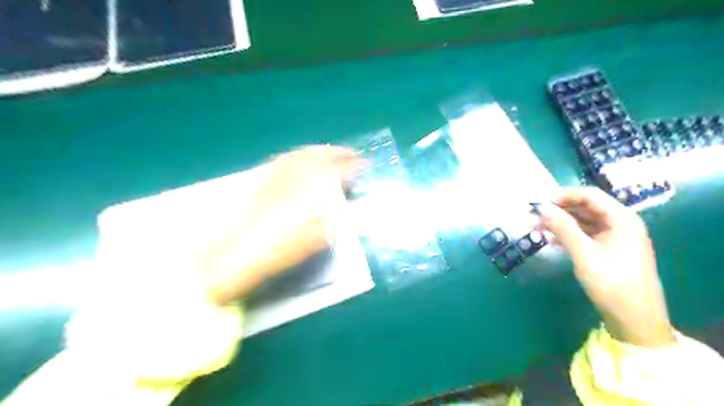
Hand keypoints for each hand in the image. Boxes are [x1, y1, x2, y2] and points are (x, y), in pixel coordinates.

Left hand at [197, 144, 362, 306]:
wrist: (246, 250)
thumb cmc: (289, 244)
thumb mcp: (323, 233)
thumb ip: (338, 211)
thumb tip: (347, 197)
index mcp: (317, 185)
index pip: (342, 168)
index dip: (356, 165)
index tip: (365, 163)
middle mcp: (300, 172)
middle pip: (323, 153)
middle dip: (339, 152)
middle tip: (351, 154)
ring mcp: (281, 173)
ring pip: (305, 153)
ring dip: (321, 150)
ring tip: (331, 153)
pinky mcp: (267, 178)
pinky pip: (288, 158)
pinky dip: (301, 155)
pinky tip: (303, 161)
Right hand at [534, 188, 675, 346]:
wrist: (635, 320)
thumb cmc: (612, 284)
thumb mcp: (584, 254)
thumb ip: (563, 228)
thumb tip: (541, 207)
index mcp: (622, 220)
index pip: (590, 195)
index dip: (564, 196)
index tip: (540, 205)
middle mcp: (621, 223)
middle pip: (586, 207)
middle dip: (560, 210)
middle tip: (534, 217)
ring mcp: (615, 237)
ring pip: (584, 221)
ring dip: (561, 223)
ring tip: (538, 228)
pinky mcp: (609, 249)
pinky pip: (586, 234)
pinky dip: (568, 235)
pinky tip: (551, 240)